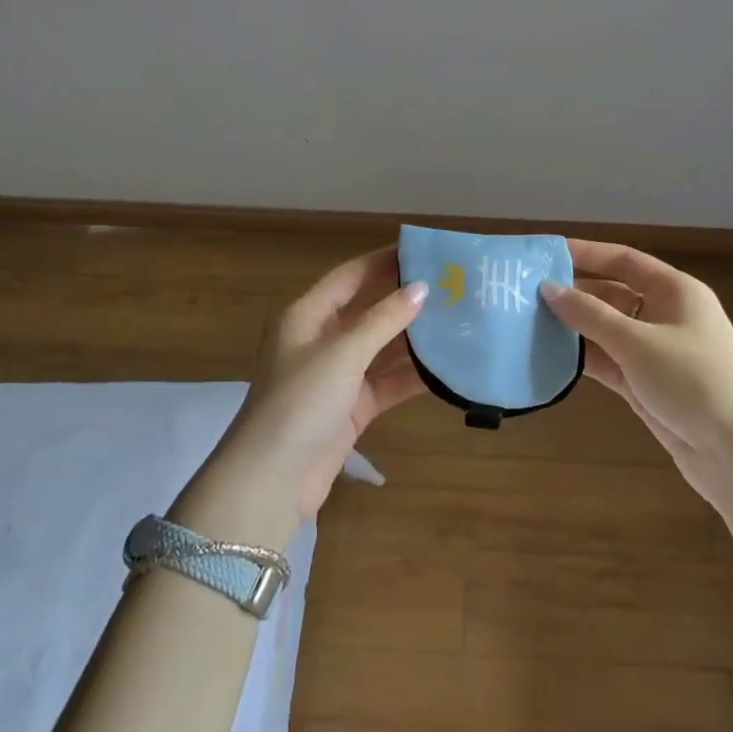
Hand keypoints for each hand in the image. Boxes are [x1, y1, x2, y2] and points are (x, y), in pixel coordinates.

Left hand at [187, 249, 426, 540]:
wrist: (272, 480)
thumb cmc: (300, 402)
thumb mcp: (342, 354)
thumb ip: (383, 320)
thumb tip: (421, 287)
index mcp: (307, 317)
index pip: (350, 277)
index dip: (382, 261)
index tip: (422, 251)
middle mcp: (322, 340)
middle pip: (369, 311)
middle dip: (406, 301)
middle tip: (452, 288)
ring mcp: (338, 376)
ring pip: (383, 349)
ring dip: (415, 339)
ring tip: (460, 323)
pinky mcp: (352, 408)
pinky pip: (388, 383)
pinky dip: (413, 377)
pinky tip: (448, 368)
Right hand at [541, 241, 732, 522]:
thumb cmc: (693, 381)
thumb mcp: (637, 342)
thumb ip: (590, 315)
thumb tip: (548, 288)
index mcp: (674, 291)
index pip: (623, 260)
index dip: (585, 253)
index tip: (545, 253)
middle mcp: (665, 314)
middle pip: (612, 294)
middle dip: (573, 293)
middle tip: (525, 292)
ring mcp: (655, 351)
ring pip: (606, 329)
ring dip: (574, 327)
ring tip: (527, 321)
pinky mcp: (646, 383)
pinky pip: (608, 360)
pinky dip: (583, 357)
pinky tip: (549, 355)